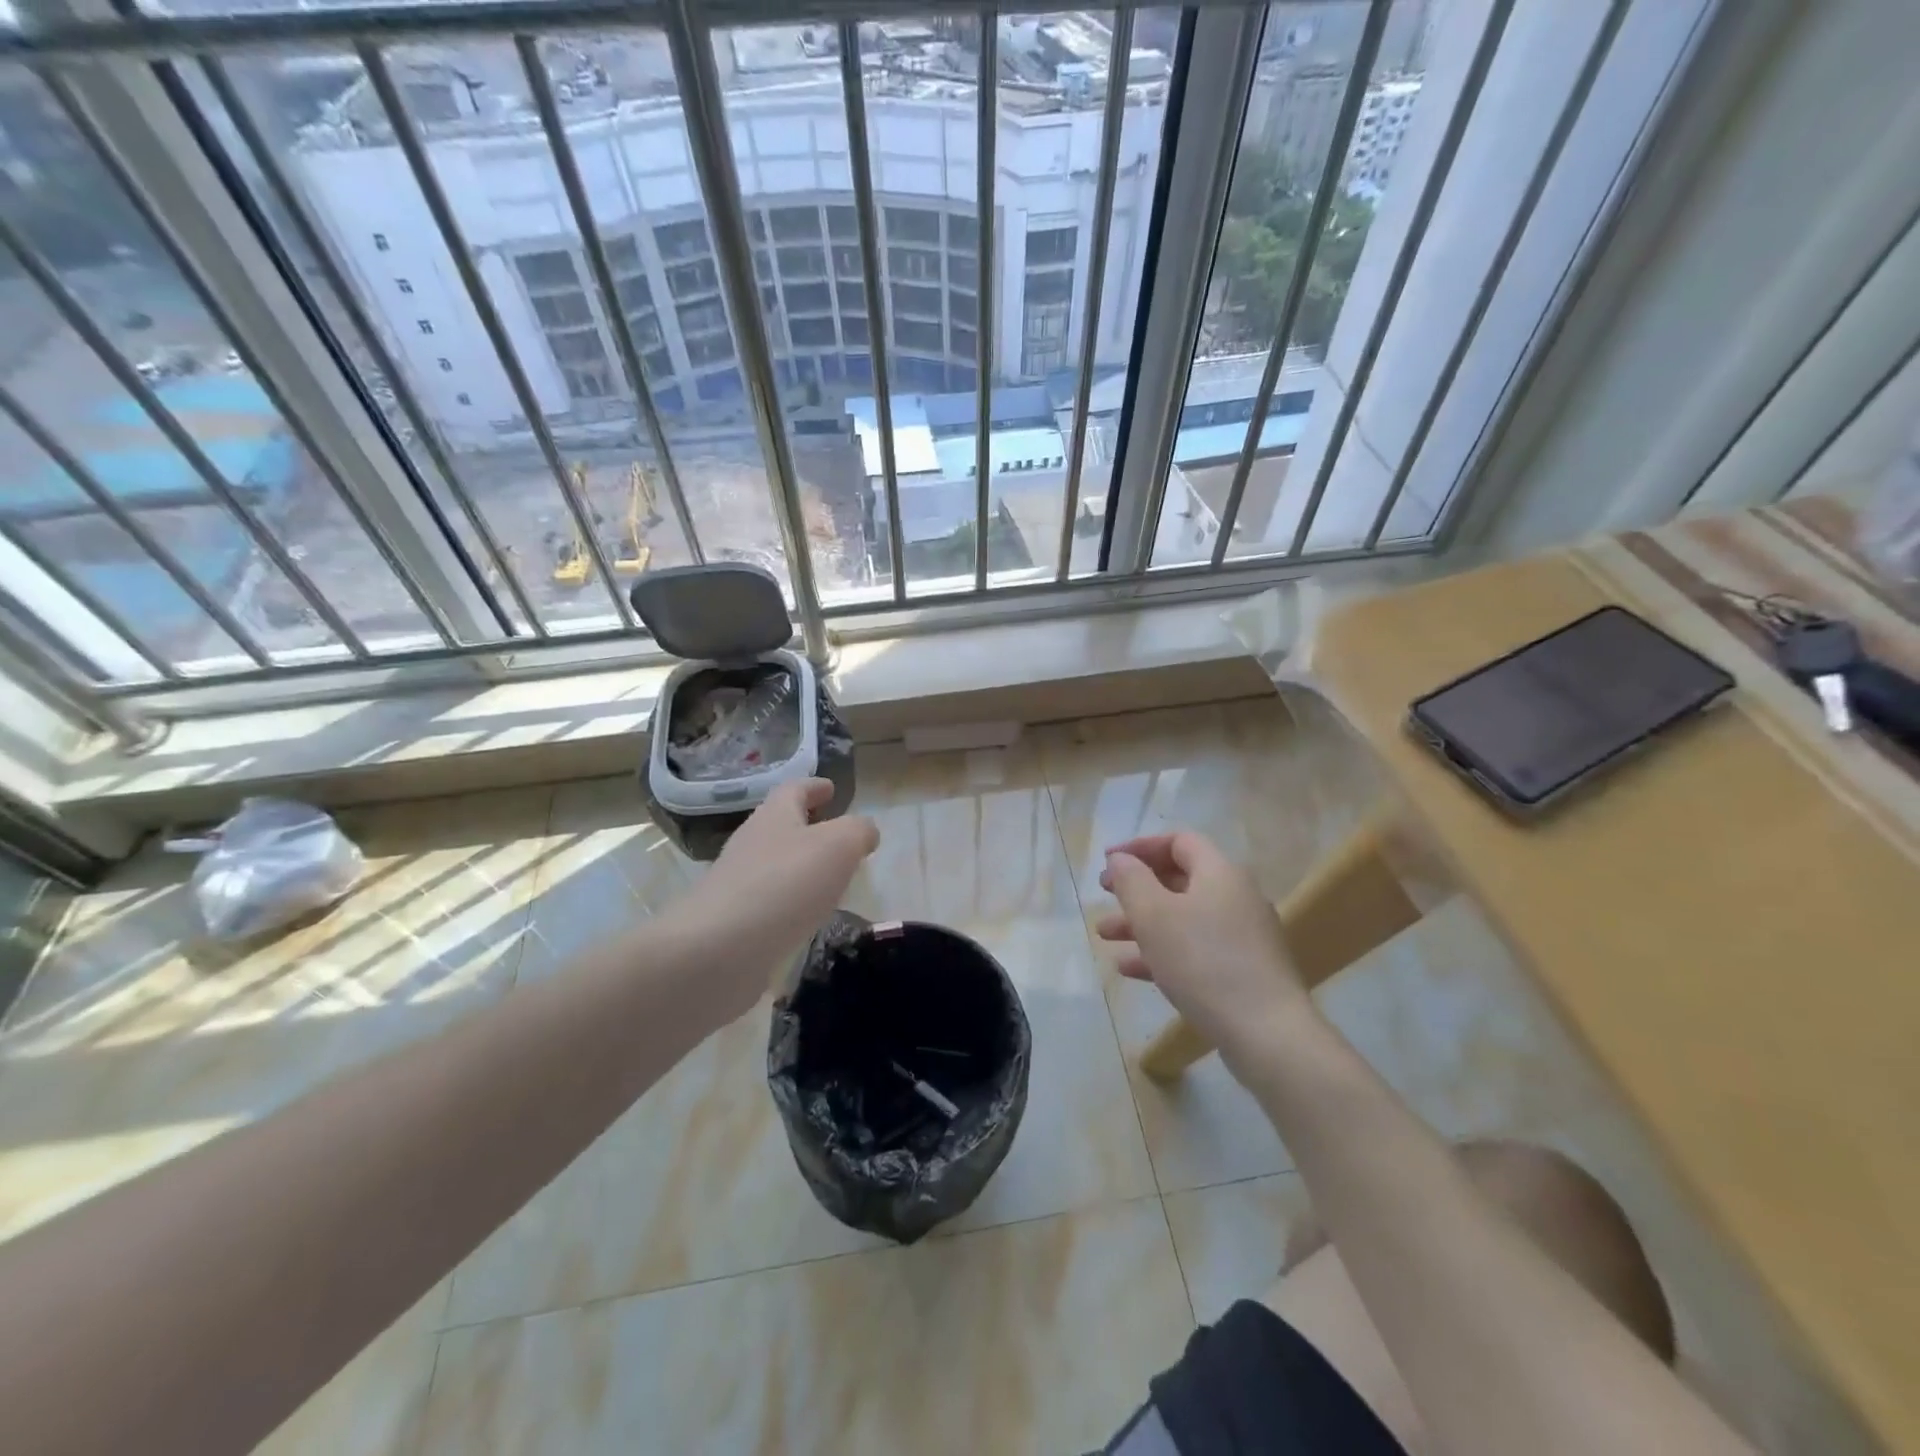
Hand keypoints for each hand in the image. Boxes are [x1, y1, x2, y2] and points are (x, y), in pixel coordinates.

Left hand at [672, 778, 878, 1023]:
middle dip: (806, 826)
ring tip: (827, 879)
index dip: (813, 787)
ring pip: (774, 864)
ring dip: (799, 866)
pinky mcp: (732, 922)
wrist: (717, 951)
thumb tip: (865, 831)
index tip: (830, 788)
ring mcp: (737, 884)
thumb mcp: (838, 846)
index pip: (793, 790)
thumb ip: (858, 832)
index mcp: (774, 817)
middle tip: (834, 835)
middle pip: (779, 825)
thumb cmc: (784, 885)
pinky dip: (789, 902)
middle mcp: (751, 844)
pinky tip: (805, 917)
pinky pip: (768, 902)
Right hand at [1096, 831, 1312, 1063]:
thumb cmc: (1203, 962)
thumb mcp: (1154, 915)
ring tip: (1104, 936)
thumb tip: (1121, 859)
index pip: (1178, 841)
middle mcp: (1236, 897)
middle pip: (1180, 879)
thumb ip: (1131, 880)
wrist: (1266, 1033)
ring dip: (1142, 922)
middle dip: (1136, 888)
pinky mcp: (1244, 971)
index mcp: (1220, 873)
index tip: (1108, 861)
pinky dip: (1163, 952)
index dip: (1139, 847)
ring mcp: (1243, 936)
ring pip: (1183, 918)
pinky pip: (1196, 950)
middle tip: (1104, 896)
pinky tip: (1130, 969)